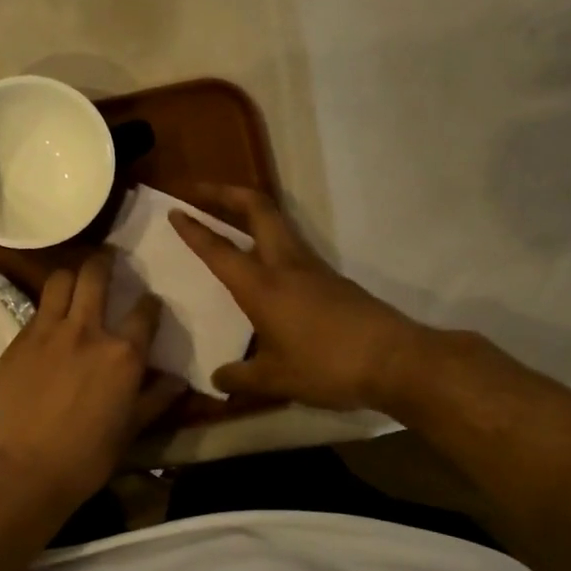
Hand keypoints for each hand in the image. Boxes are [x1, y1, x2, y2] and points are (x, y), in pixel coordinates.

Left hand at [0, 249, 186, 505]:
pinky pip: (37, 311)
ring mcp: (47, 331)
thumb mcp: (132, 429)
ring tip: (75, 282)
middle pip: (95, 275)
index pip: (144, 311)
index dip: (149, 304)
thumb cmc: (87, 455)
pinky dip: (48, 310)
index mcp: (122, 353)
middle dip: (105, 261)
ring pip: (59, 280)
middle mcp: (86, 330)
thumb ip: (156, 398)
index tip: (148, 305)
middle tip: (107, 260)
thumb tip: (178, 380)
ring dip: (71, 276)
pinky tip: (49, 325)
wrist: (25, 468)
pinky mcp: (18, 340)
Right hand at [169, 185, 430, 411]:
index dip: (194, 230)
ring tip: (228, 219)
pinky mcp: (332, 280)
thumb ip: (240, 377)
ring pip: (277, 224)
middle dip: (226, 194)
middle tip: (201, 191)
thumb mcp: (275, 380)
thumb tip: (218, 378)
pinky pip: (293, 247)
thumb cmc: (327, 366)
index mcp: (262, 285)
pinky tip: (263, 267)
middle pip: (258, 209)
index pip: (218, 250)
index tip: (174, 210)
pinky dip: (269, 240)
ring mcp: (313, 269)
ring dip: (250, 213)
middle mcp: (286, 265)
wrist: (396, 361)